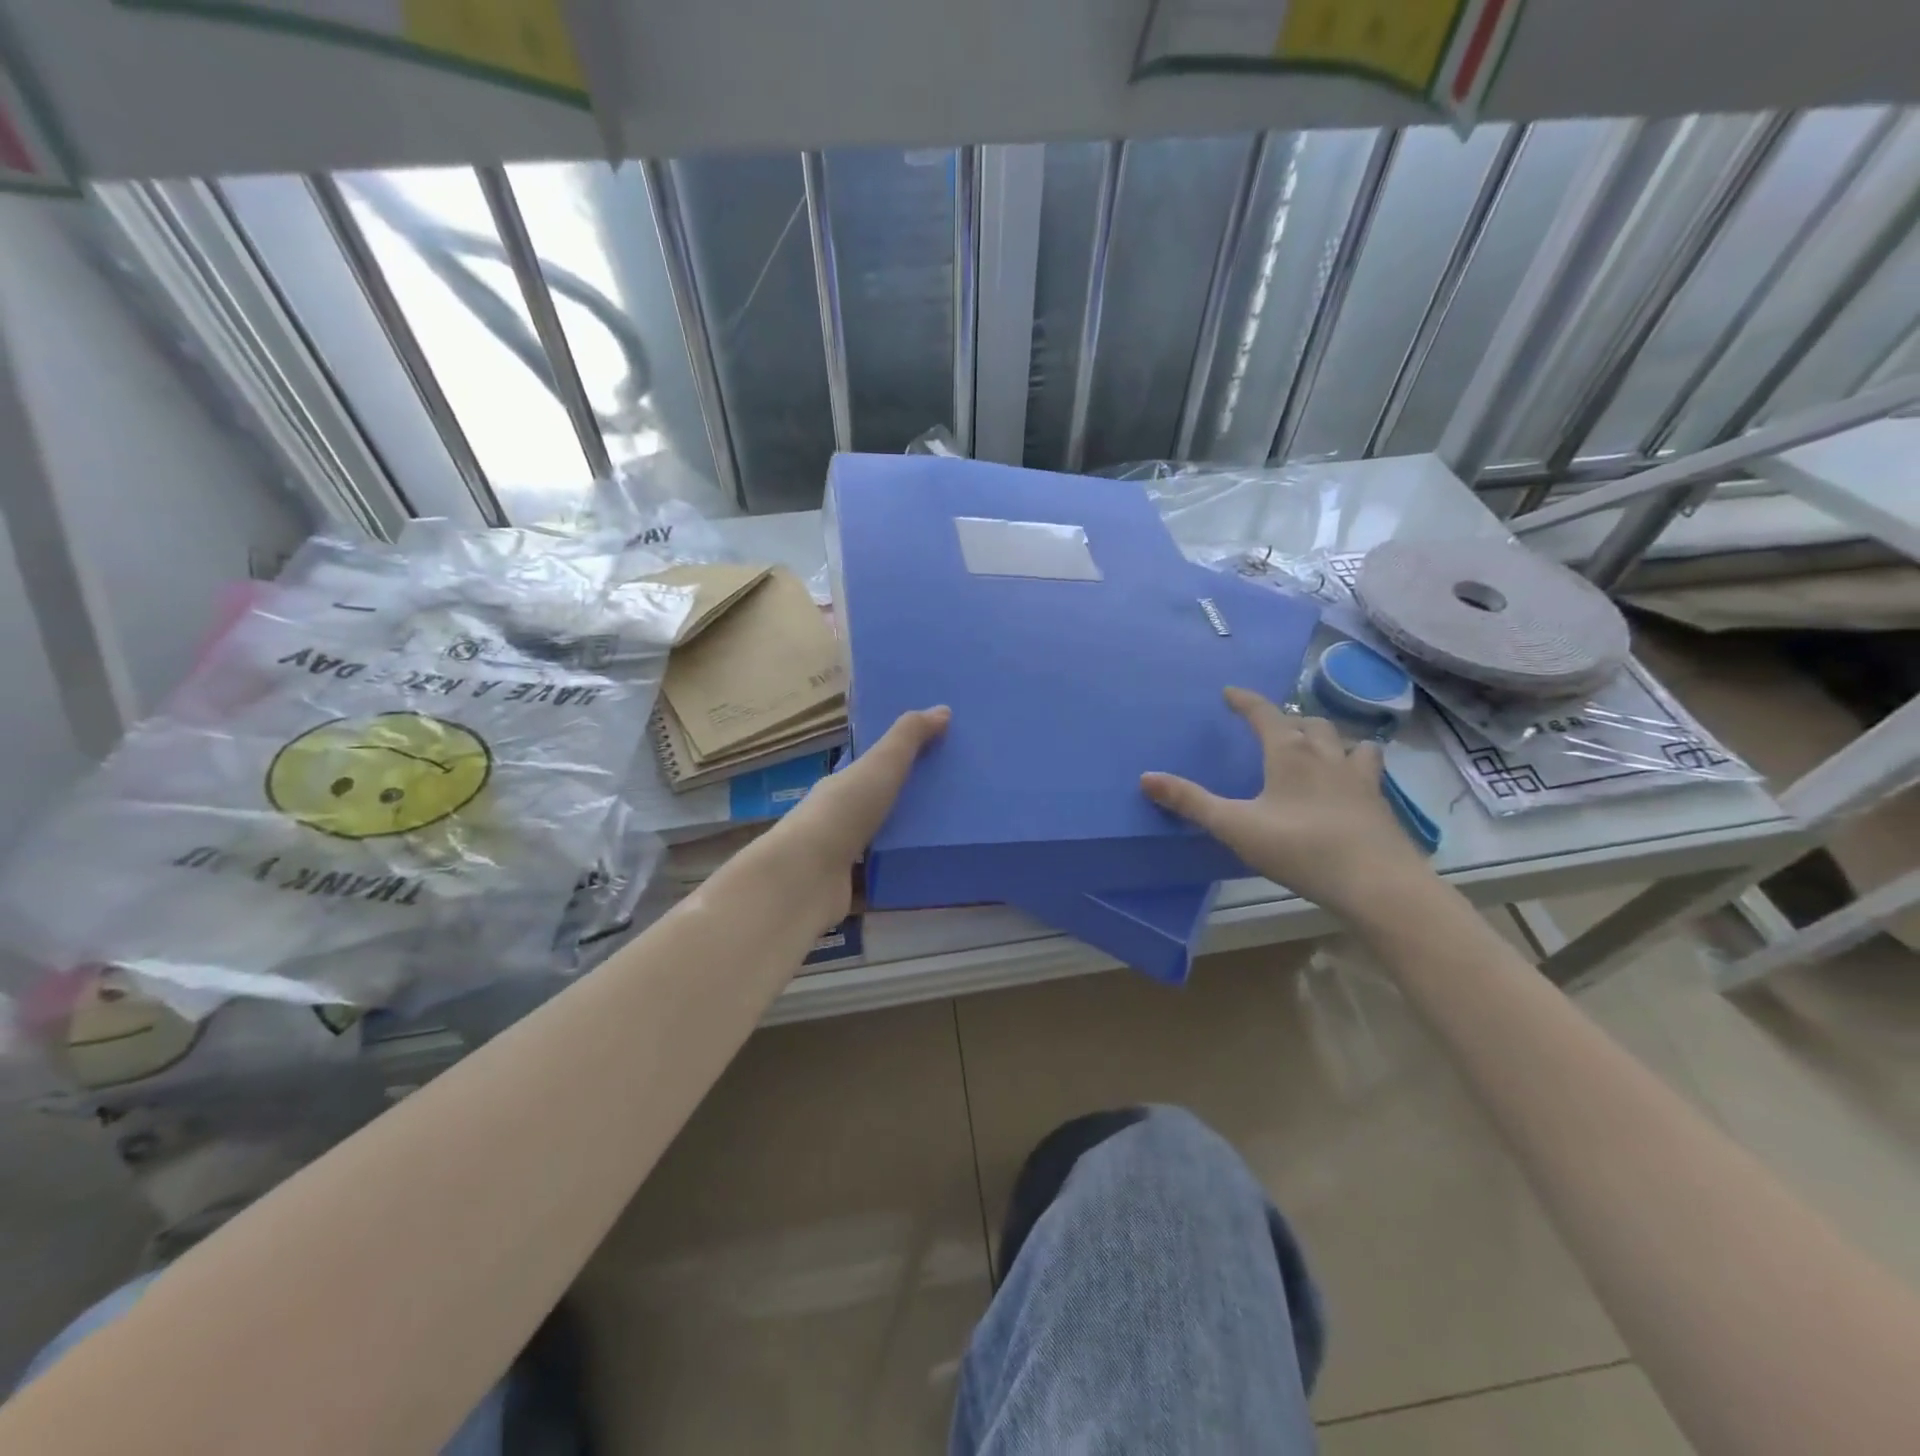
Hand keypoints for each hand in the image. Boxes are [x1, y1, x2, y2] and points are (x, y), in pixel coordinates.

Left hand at [756, 706, 949, 922]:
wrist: (804, 880)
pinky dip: (902, 879)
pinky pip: (882, 882)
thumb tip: (942, 709)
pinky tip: (933, 876)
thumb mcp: (880, 766)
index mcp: (842, 785)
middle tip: (956, 800)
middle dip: (910, 804)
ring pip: (881, 846)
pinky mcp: (850, 891)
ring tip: (953, 839)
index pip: (871, 769)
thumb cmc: (843, 813)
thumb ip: (909, 738)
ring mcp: (841, 858)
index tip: (937, 757)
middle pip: (879, 807)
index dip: (899, 761)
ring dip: (907, 843)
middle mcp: (839, 819)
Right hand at [1141, 687, 1429, 918]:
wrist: (1375, 882)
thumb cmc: (1300, 848)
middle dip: (1288, 719)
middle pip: (1309, 722)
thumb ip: (1191, 802)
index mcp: (1289, 753)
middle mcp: (1326, 755)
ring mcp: (1359, 777)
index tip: (1231, 692)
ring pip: (1345, 740)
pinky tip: (1350, 782)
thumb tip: (1146, 777)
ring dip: (1328, 737)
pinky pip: (1369, 769)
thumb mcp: (1235, 826)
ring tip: (1317, 748)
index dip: (1246, 701)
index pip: (1265, 714)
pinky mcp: (1379, 802)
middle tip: (1272, 727)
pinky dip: (1356, 764)